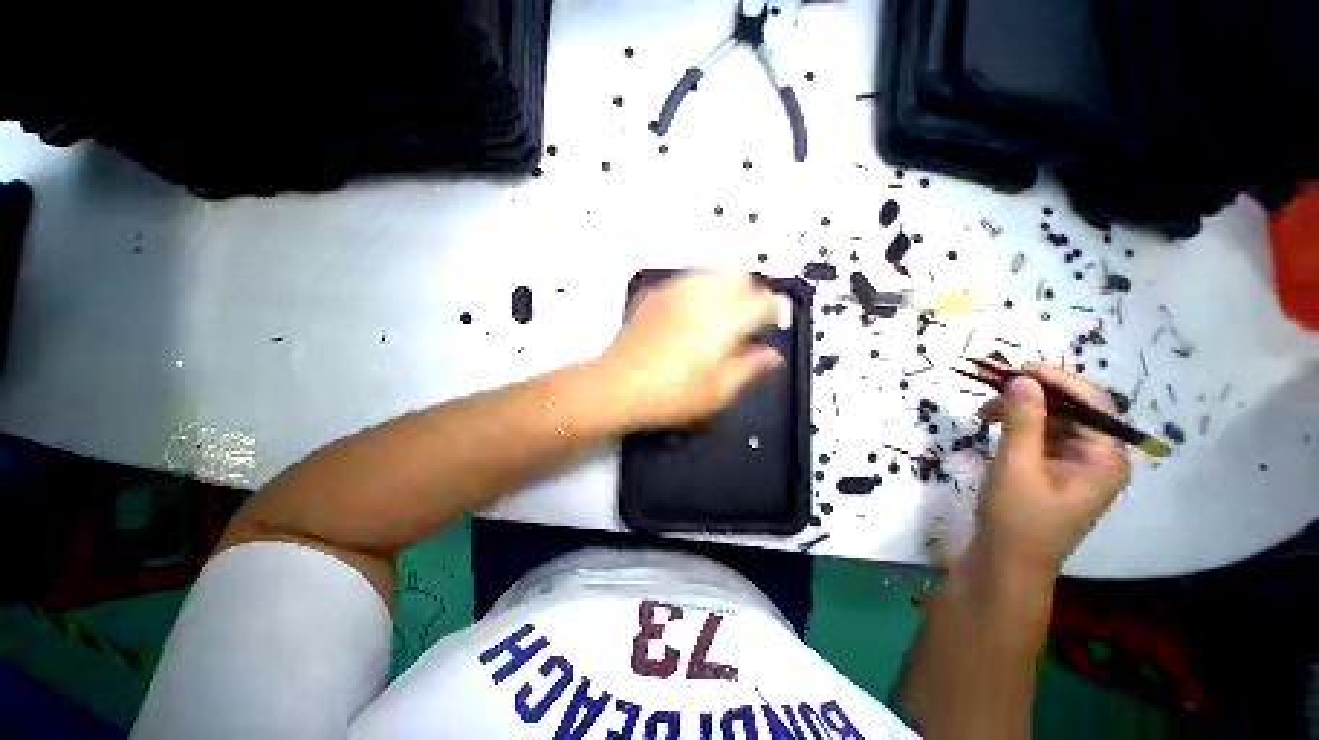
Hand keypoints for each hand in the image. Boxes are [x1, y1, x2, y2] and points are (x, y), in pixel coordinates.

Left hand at [596, 272, 783, 430]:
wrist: (615, 386)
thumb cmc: (671, 395)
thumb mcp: (718, 392)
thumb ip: (750, 368)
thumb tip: (772, 355)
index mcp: (724, 319)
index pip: (763, 301)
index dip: (774, 311)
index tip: (771, 325)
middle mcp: (702, 295)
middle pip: (739, 276)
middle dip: (750, 294)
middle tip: (745, 322)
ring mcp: (674, 290)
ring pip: (712, 273)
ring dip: (725, 289)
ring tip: (719, 317)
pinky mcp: (654, 294)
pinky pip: (686, 281)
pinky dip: (698, 291)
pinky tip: (689, 316)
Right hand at [975, 365, 1130, 579]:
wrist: (1006, 563)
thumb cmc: (1017, 518)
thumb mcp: (1016, 465)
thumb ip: (1022, 420)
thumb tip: (1022, 379)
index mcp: (1104, 458)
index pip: (1091, 403)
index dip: (1057, 381)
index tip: (1017, 369)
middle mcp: (1098, 458)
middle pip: (1073, 410)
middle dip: (1033, 394)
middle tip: (993, 386)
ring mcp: (1077, 465)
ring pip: (1054, 421)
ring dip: (1021, 409)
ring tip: (983, 410)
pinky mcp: (1055, 471)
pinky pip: (1042, 436)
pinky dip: (1018, 425)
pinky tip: (992, 424)